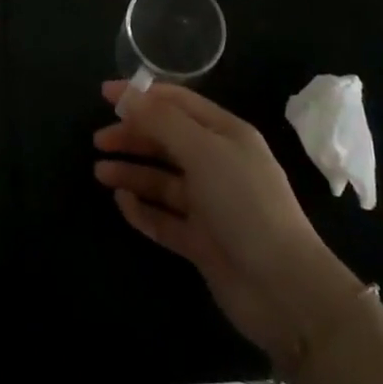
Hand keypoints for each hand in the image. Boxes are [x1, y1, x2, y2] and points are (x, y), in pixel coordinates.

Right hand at [94, 82, 357, 360]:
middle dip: (133, 135)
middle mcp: (217, 163)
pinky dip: (143, 208)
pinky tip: (122, 202)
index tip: (105, 95)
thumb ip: (162, 121)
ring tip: (100, 172)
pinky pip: (165, 218)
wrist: (284, 289)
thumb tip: (126, 94)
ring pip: (163, 179)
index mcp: (225, 133)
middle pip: (167, 140)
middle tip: (98, 140)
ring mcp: (210, 204)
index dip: (141, 96)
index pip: (177, 103)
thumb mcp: (203, 151)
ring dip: (133, 172)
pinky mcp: (202, 241)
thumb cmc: (244, 204)